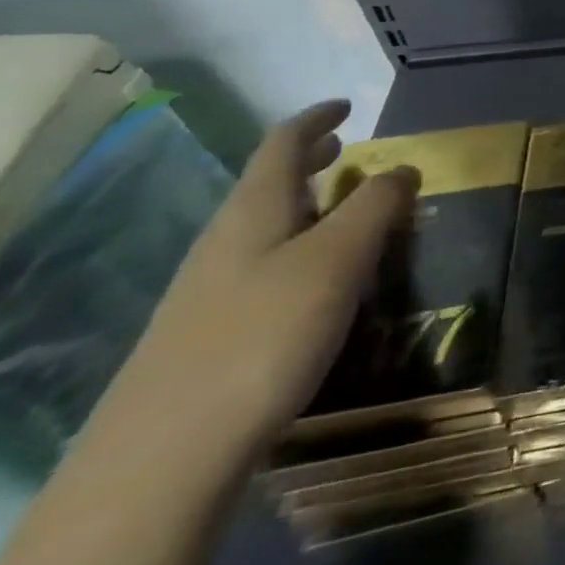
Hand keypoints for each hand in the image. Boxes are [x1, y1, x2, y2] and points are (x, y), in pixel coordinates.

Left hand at [96, 100, 415, 463]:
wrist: (162, 458)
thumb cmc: (263, 336)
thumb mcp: (337, 260)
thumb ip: (375, 206)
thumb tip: (403, 167)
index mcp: (254, 210)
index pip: (282, 143)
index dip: (316, 118)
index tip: (346, 106)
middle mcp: (226, 239)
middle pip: (267, 183)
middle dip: (308, 160)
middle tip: (346, 150)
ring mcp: (208, 290)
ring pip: (264, 226)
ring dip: (304, 206)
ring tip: (342, 211)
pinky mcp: (207, 334)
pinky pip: (261, 266)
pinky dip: (295, 249)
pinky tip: (316, 282)